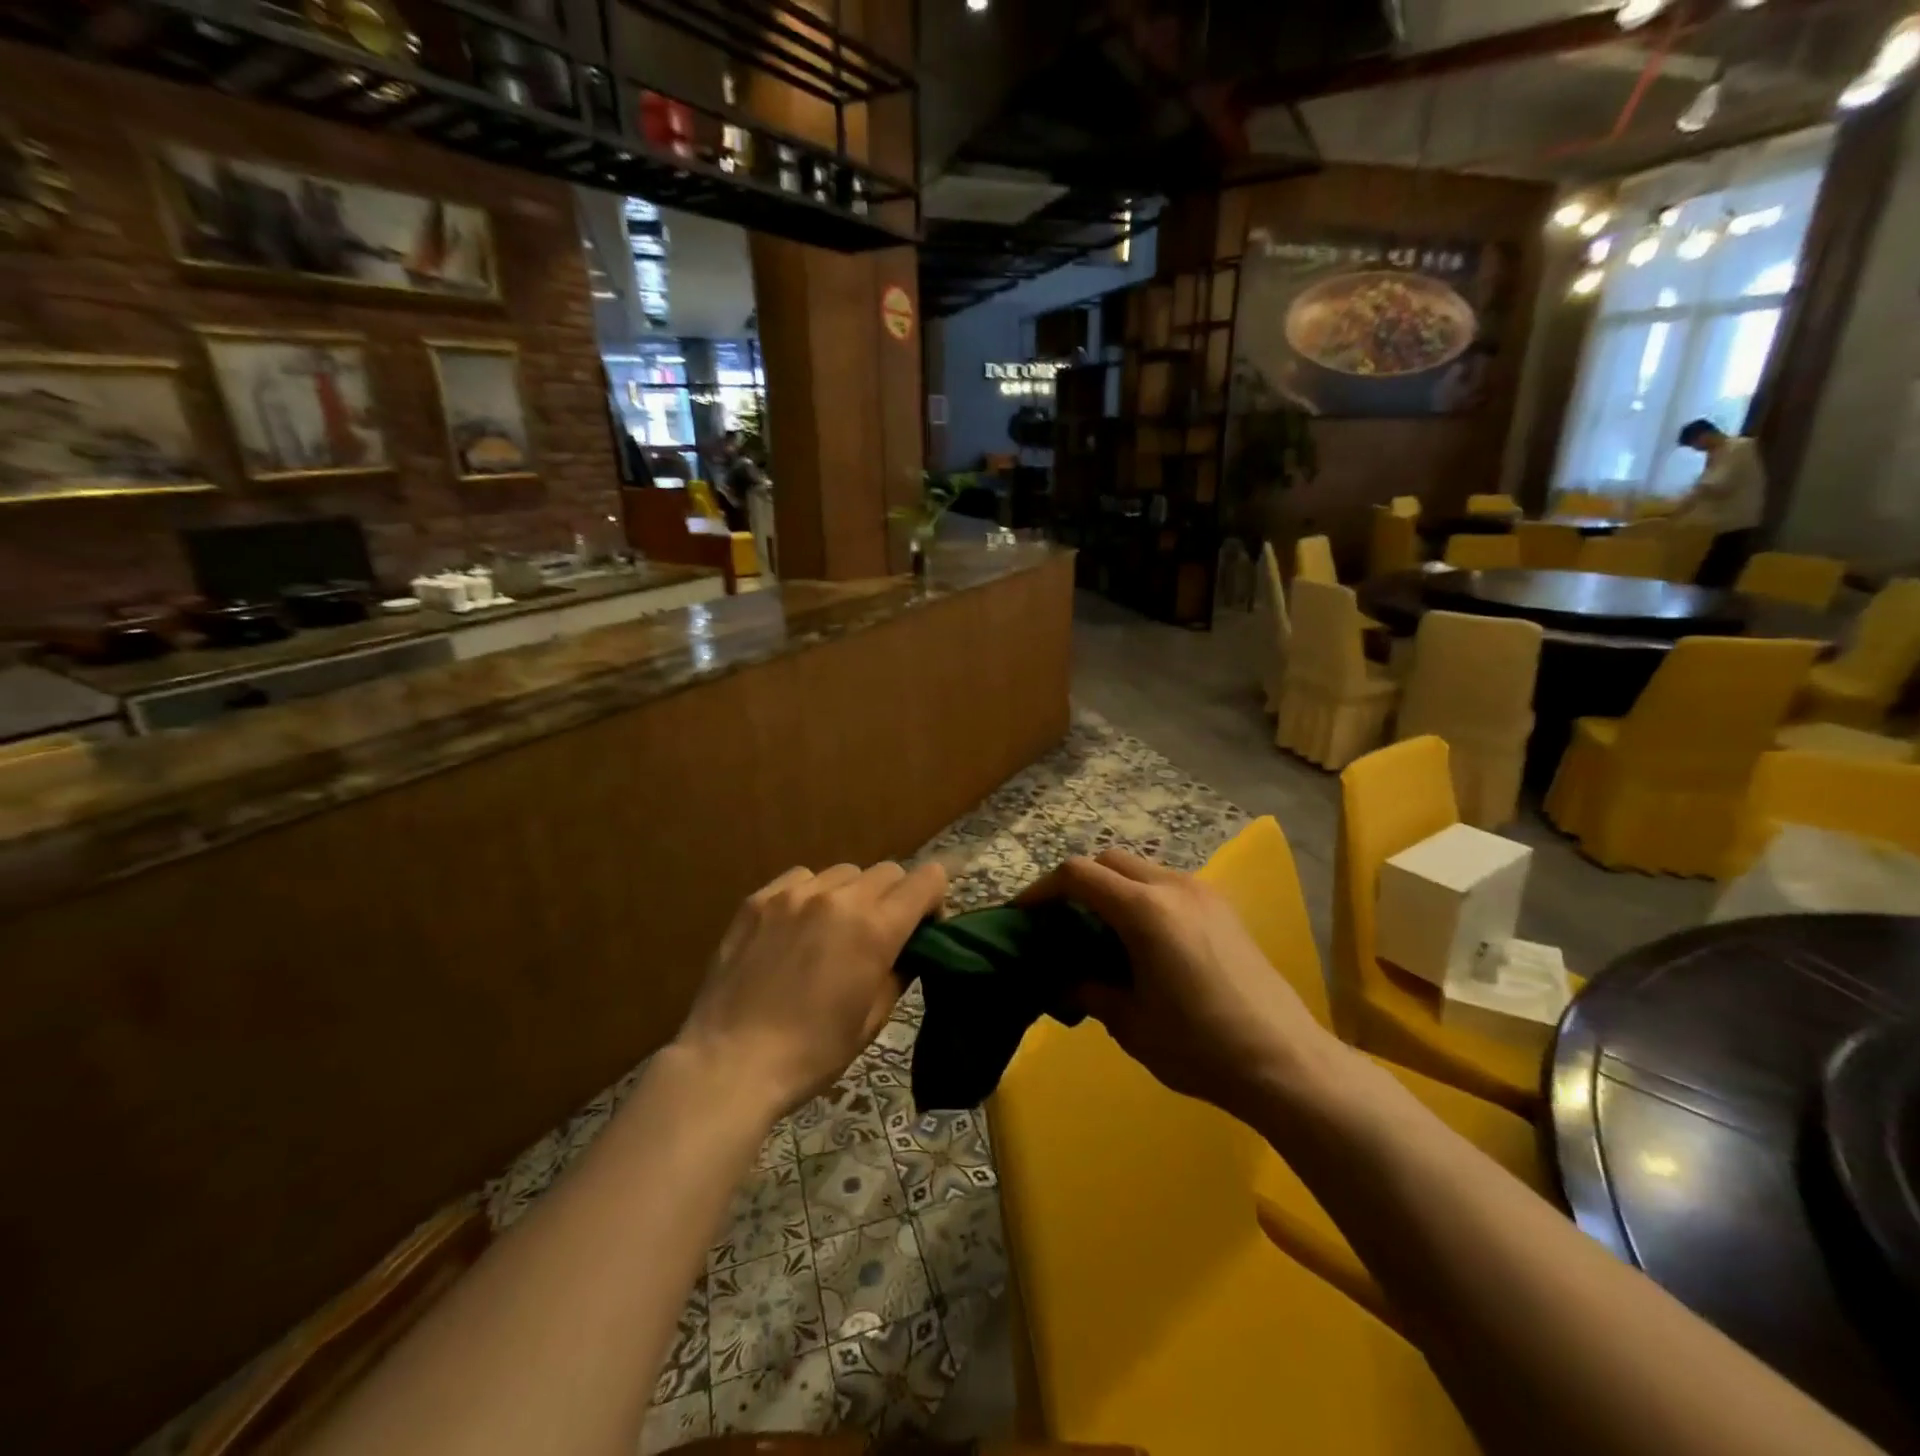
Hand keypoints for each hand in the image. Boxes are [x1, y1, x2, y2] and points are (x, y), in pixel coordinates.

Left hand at [675, 861, 947, 1117]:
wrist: (730, 1063)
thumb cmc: (812, 1052)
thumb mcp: (873, 1019)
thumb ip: (899, 970)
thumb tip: (908, 948)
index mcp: (874, 928)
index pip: (927, 880)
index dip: (935, 898)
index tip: (925, 926)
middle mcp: (838, 897)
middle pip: (888, 871)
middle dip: (895, 897)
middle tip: (880, 934)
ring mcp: (794, 893)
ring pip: (844, 872)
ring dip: (852, 894)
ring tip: (834, 930)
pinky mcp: (759, 899)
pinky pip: (801, 878)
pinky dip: (812, 894)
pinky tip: (797, 926)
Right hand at [1019, 850, 1342, 1119]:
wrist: (1286, 1063)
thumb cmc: (1200, 1047)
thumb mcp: (1131, 1024)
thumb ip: (1088, 991)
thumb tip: (1062, 980)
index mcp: (1146, 910)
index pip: (1078, 875)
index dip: (1042, 889)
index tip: (1023, 914)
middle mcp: (1173, 887)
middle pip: (1109, 861)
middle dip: (1077, 884)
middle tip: (1060, 922)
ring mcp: (1203, 893)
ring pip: (1140, 870)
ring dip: (1112, 889)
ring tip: (1100, 933)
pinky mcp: (1223, 908)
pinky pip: (1167, 885)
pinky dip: (1141, 897)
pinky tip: (1142, 941)